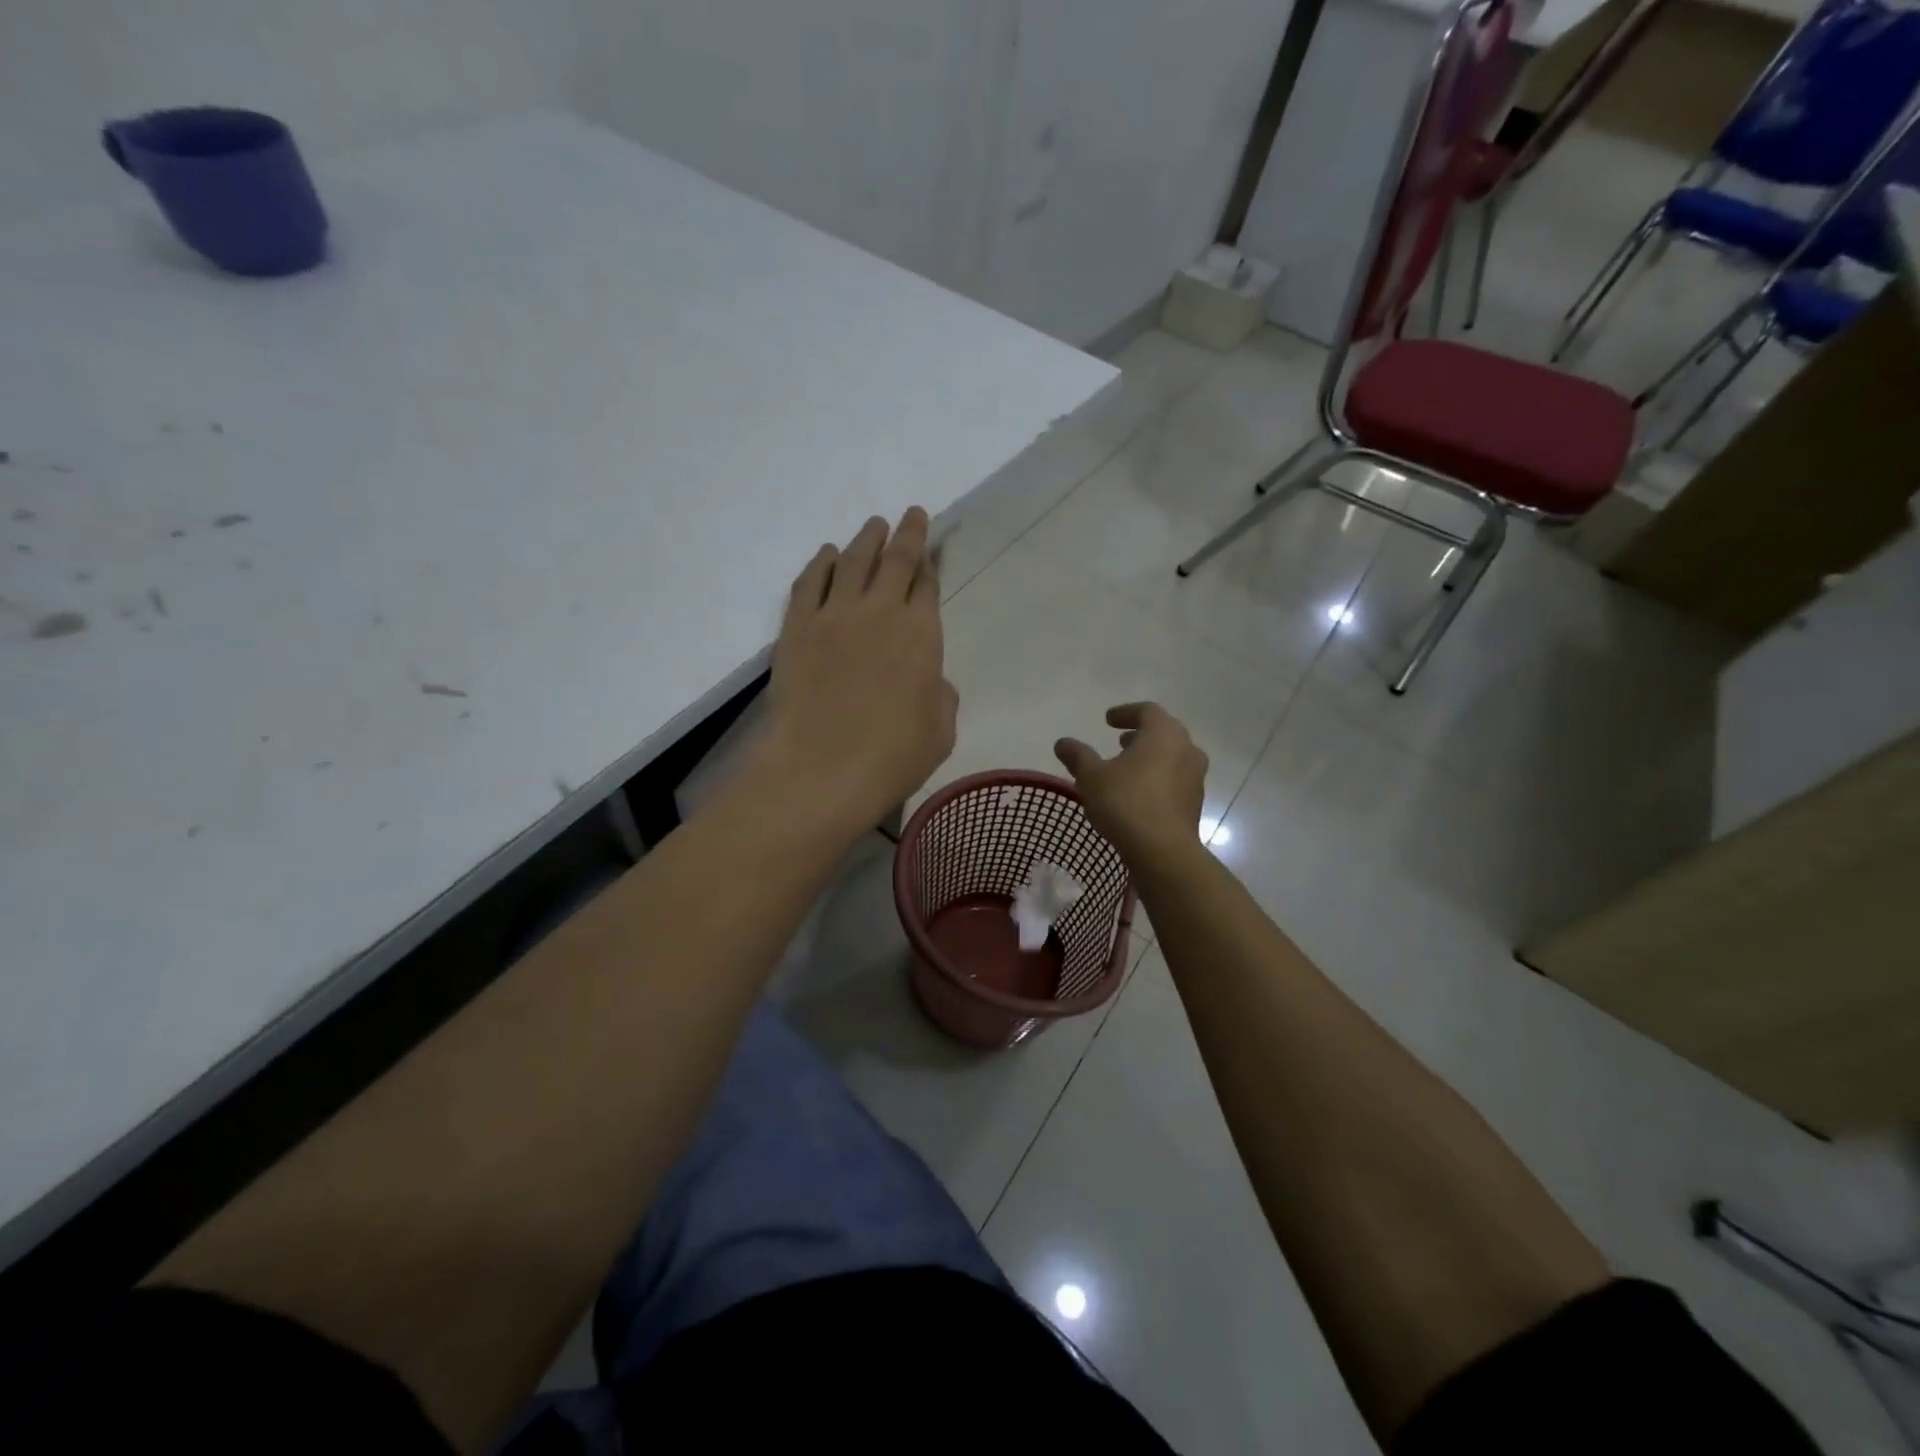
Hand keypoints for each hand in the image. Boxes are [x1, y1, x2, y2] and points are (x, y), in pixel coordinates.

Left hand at [758, 509, 957, 828]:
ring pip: (852, 561)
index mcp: (921, 633)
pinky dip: (821, 564)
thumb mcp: (941, 730)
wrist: (822, 768)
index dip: (930, 565)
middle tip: (911, 515)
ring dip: (866, 539)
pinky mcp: (796, 628)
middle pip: (895, 560)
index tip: (930, 552)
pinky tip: (827, 554)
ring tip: (874, 524)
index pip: (927, 585)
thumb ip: (940, 695)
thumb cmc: (893, 756)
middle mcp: (880, 611)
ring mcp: (833, 615)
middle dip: (907, 534)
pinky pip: (810, 582)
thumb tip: (928, 678)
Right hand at [1054, 703, 1207, 863]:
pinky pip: (1175, 780)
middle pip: (1164, 732)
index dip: (1125, 712)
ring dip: (1150, 757)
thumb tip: (1062, 742)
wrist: (1163, 851)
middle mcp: (1186, 749)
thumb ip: (1078, 756)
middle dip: (1140, 735)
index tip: (1108, 720)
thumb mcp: (1091, 777)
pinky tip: (1139, 793)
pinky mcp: (1195, 802)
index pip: (1146, 711)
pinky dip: (1158, 778)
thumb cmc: (1126, 803)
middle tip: (1119, 741)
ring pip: (1172, 757)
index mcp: (1164, 734)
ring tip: (1127, 768)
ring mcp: (1195, 777)